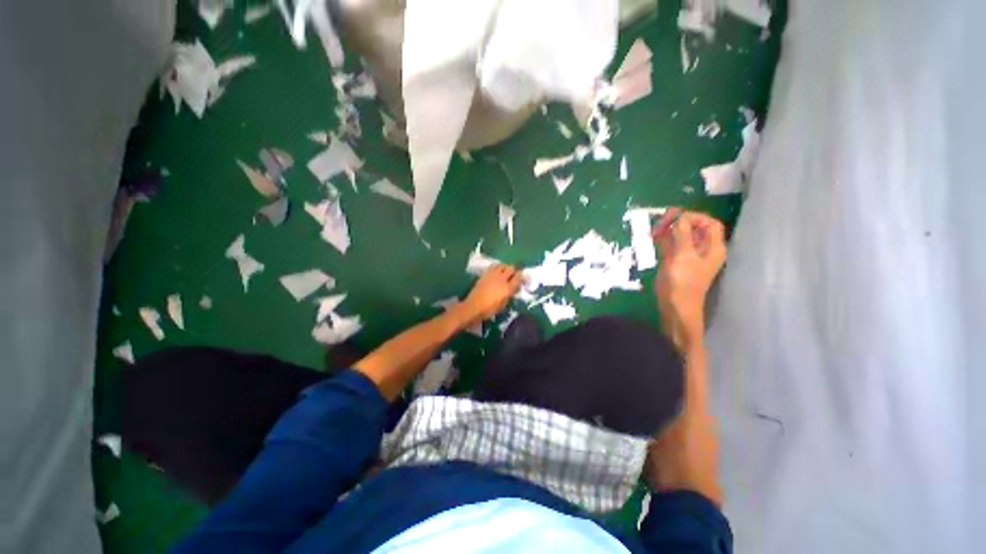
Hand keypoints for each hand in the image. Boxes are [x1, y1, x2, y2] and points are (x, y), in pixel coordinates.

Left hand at [460, 265, 522, 324]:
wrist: (473, 307)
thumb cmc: (489, 310)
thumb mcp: (503, 305)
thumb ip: (510, 295)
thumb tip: (513, 289)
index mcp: (507, 288)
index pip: (519, 277)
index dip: (522, 277)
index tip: (523, 279)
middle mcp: (501, 279)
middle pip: (511, 268)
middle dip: (514, 271)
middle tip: (514, 276)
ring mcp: (492, 275)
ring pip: (502, 265)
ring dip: (506, 267)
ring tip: (505, 273)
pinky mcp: (485, 274)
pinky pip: (493, 266)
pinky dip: (497, 268)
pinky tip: (496, 272)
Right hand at [653, 209, 726, 346]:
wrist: (675, 305)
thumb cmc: (684, 281)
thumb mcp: (684, 255)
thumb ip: (683, 234)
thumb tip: (680, 217)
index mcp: (712, 247)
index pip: (709, 223)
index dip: (695, 217)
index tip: (677, 218)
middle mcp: (702, 248)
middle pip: (693, 227)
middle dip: (678, 221)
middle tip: (661, 222)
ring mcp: (687, 254)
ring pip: (680, 235)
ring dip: (668, 229)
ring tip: (654, 230)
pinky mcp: (675, 260)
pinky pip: (670, 243)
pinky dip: (663, 238)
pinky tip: (652, 236)